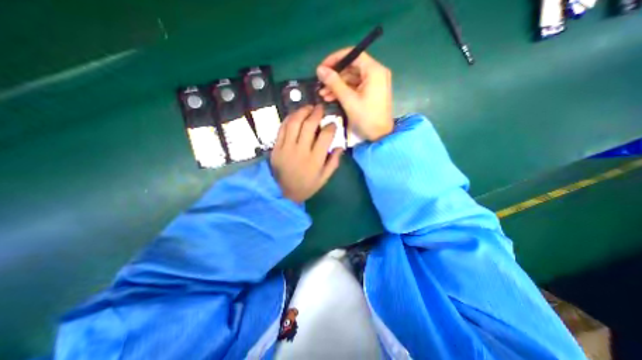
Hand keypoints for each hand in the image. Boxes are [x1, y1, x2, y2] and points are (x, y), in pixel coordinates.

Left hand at [269, 106, 343, 203]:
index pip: (325, 136)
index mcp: (315, 160)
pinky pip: (282, 129)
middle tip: (320, 108)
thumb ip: (333, 162)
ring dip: (302, 112)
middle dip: (317, 113)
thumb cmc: (306, 186)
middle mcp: (301, 151)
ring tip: (308, 108)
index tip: (333, 123)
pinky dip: (289, 119)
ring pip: (294, 123)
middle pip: (309, 125)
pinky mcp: (276, 147)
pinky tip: (295, 115)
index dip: (331, 126)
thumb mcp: (324, 178)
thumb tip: (340, 146)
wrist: (284, 193)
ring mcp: (287, 148)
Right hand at [317, 47, 393, 142]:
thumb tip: (319, 69)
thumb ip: (334, 83)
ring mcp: (374, 83)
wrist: (380, 136)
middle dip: (334, 77)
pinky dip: (343, 92)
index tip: (322, 68)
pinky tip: (331, 98)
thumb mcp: (348, 100)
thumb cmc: (366, 118)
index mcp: (374, 71)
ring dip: (337, 86)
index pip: (353, 55)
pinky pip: (355, 87)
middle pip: (351, 68)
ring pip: (351, 79)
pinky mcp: (371, 93)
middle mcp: (376, 73)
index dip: (335, 59)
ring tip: (323, 94)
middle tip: (320, 85)